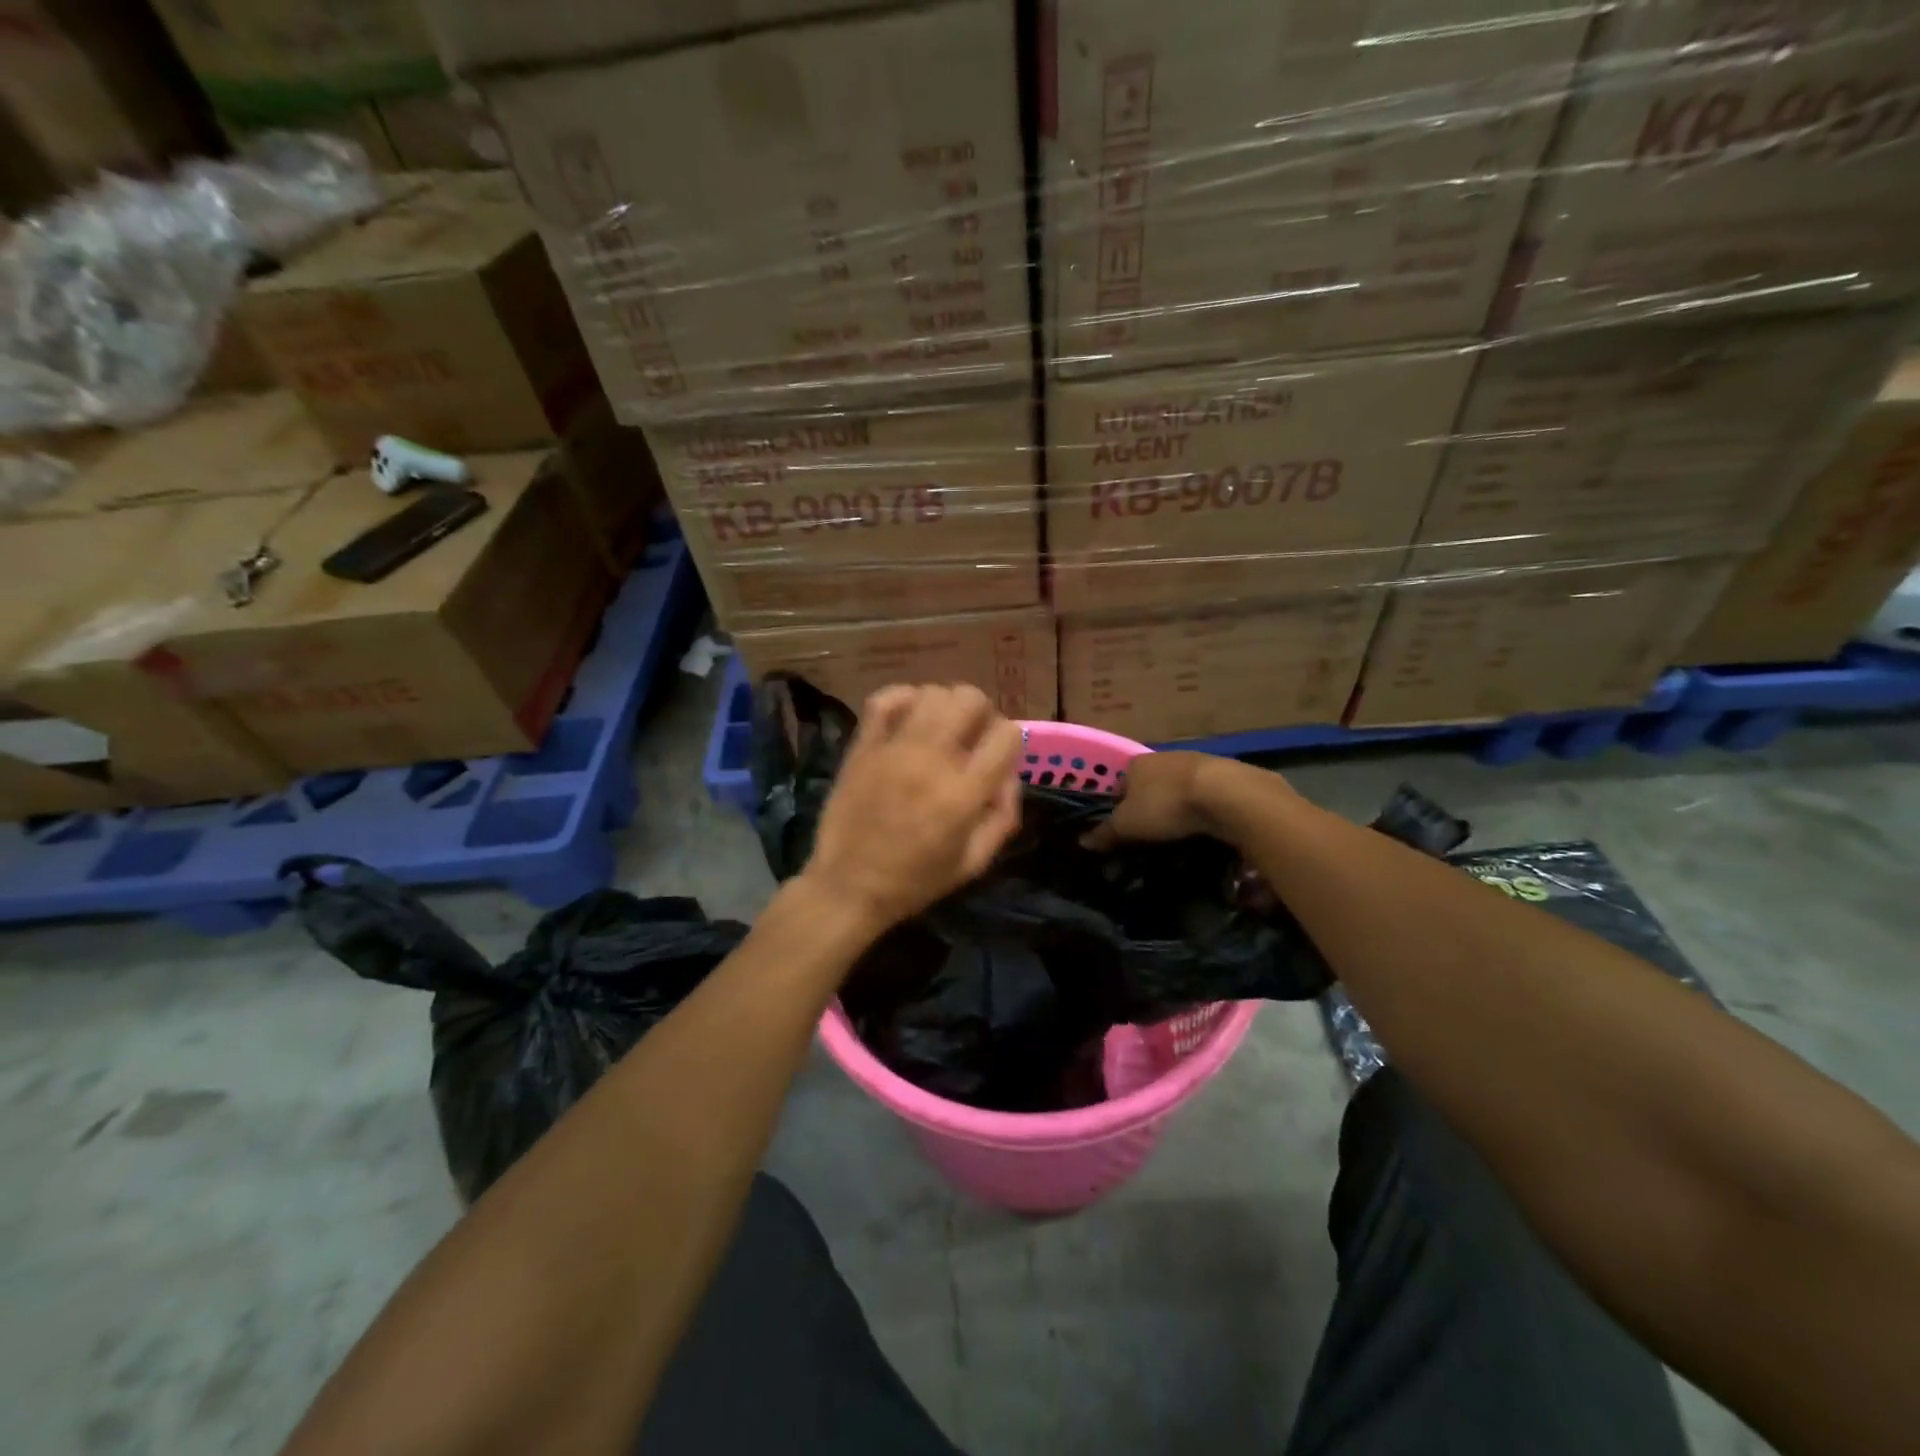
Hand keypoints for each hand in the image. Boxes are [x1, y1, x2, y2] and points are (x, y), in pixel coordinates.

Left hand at [799, 684, 1024, 931]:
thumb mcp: (975, 862)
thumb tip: (1009, 775)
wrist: (849, 887)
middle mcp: (932, 761)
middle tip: (972, 737)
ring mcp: (894, 749)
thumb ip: (1003, 816)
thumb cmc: (916, 881)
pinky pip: (884, 700)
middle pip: (970, 699)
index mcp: (964, 793)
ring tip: (940, 729)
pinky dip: (903, 698)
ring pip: (932, 693)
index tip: (999, 756)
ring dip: (945, 706)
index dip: (1010, 740)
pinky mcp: (863, 747)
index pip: (1007, 734)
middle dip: (981, 713)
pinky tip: (910, 717)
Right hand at [1081, 751, 1238, 850]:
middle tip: (1151, 833)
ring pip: (1178, 788)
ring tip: (1179, 832)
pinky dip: (1202, 808)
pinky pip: (1204, 794)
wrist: (1225, 794)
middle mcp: (1163, 757)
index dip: (1119, 806)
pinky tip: (1205, 826)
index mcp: (1136, 763)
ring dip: (1177, 806)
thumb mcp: (1127, 825)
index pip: (1120, 785)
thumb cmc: (1165, 805)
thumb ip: (1105, 833)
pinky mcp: (1224, 774)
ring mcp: (1195, 762)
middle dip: (1149, 806)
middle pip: (1149, 784)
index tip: (1124, 829)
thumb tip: (1082, 842)